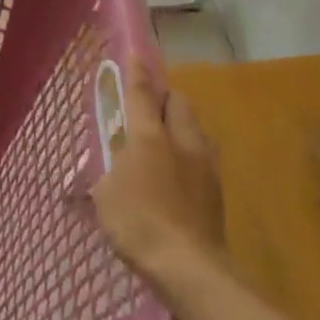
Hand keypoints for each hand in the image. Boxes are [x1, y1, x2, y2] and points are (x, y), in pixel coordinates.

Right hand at [90, 60, 226, 287]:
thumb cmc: (137, 223)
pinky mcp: (216, 189)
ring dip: (180, 125)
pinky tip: (177, 172)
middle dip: (165, 98)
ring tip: (163, 140)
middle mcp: (182, 142)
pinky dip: (188, 153)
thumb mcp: (106, 195)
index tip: (135, 54)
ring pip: (195, 128)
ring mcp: (205, 165)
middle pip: (179, 103)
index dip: (137, 73)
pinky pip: (202, 155)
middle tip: (148, 107)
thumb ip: (105, 173)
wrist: (189, 265)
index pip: (142, 95)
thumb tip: (102, 170)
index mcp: (149, 138)